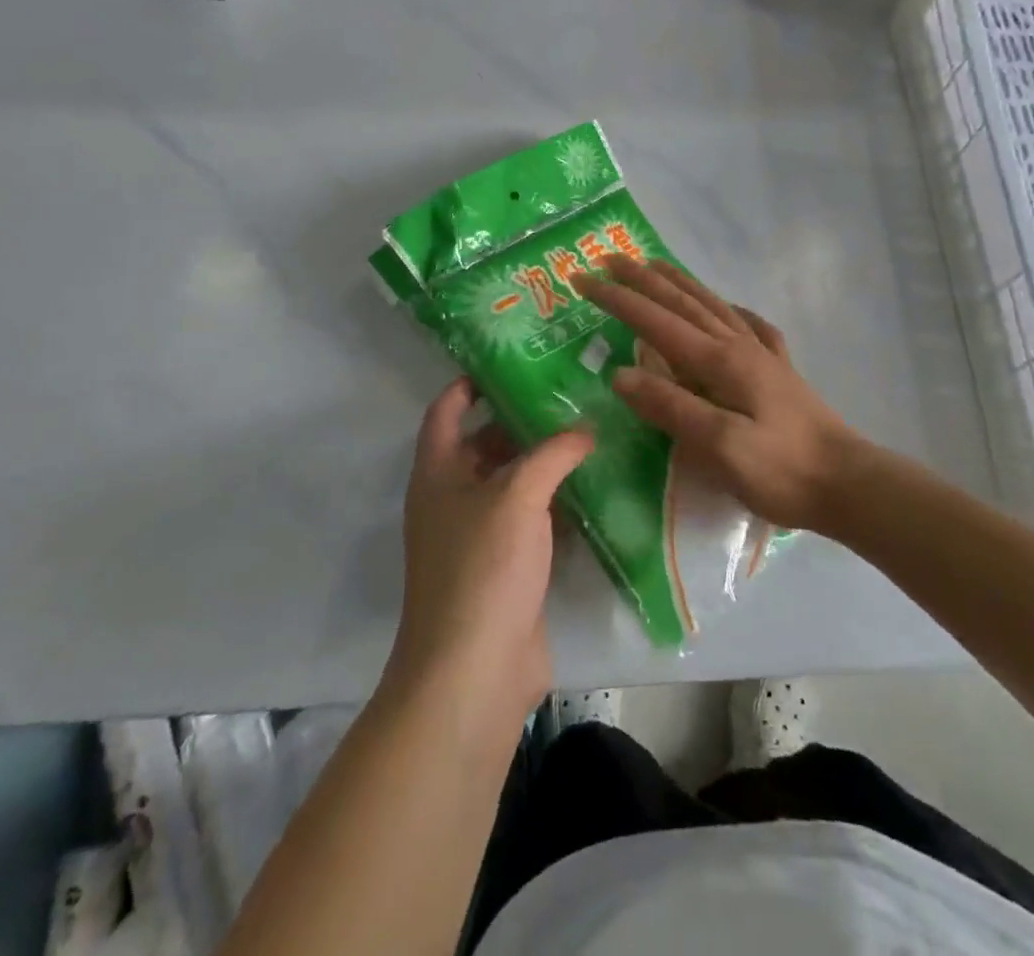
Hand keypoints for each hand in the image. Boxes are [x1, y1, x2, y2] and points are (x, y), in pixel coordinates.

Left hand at [385, 379, 592, 723]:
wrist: (474, 671)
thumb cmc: (483, 567)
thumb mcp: (518, 495)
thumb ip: (553, 453)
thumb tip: (585, 429)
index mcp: (438, 473)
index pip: (446, 410)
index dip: (471, 382)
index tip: (512, 361)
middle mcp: (453, 499)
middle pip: (484, 444)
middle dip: (522, 420)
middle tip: (571, 395)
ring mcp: (479, 537)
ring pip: (513, 485)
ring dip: (545, 464)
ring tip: (591, 432)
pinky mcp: (507, 569)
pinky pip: (533, 522)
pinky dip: (558, 505)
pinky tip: (595, 489)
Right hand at [576, 258, 860, 532]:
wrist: (848, 484)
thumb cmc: (781, 470)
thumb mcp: (720, 446)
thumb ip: (671, 406)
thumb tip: (621, 373)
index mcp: (720, 361)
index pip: (656, 321)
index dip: (618, 299)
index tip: (582, 279)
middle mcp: (738, 346)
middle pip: (682, 303)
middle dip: (641, 280)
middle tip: (608, 257)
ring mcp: (761, 355)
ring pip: (712, 305)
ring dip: (680, 283)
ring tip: (655, 264)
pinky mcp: (779, 371)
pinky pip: (749, 326)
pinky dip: (731, 309)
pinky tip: (731, 308)